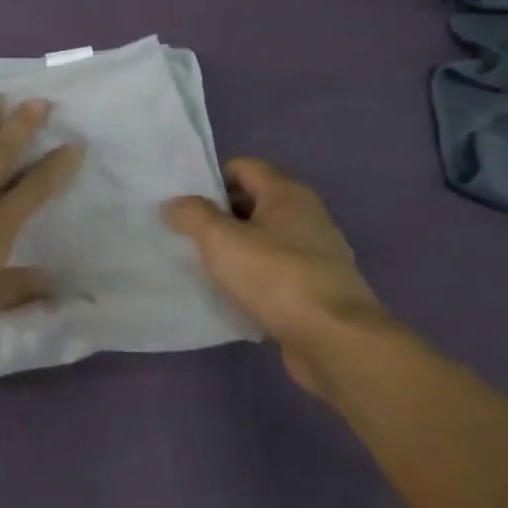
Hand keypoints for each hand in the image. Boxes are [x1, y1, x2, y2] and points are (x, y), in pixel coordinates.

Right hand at [163, 158, 391, 390]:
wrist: (333, 339)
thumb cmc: (275, 277)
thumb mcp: (220, 239)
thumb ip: (192, 215)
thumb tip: (175, 204)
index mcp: (287, 194)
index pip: (244, 167)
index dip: (211, 180)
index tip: (184, 204)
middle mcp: (307, 217)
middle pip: (253, 203)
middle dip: (219, 216)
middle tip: (185, 235)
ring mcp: (316, 255)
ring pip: (263, 240)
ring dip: (234, 250)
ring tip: (202, 266)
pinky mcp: (316, 289)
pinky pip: (274, 272)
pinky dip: (252, 278)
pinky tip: (231, 295)